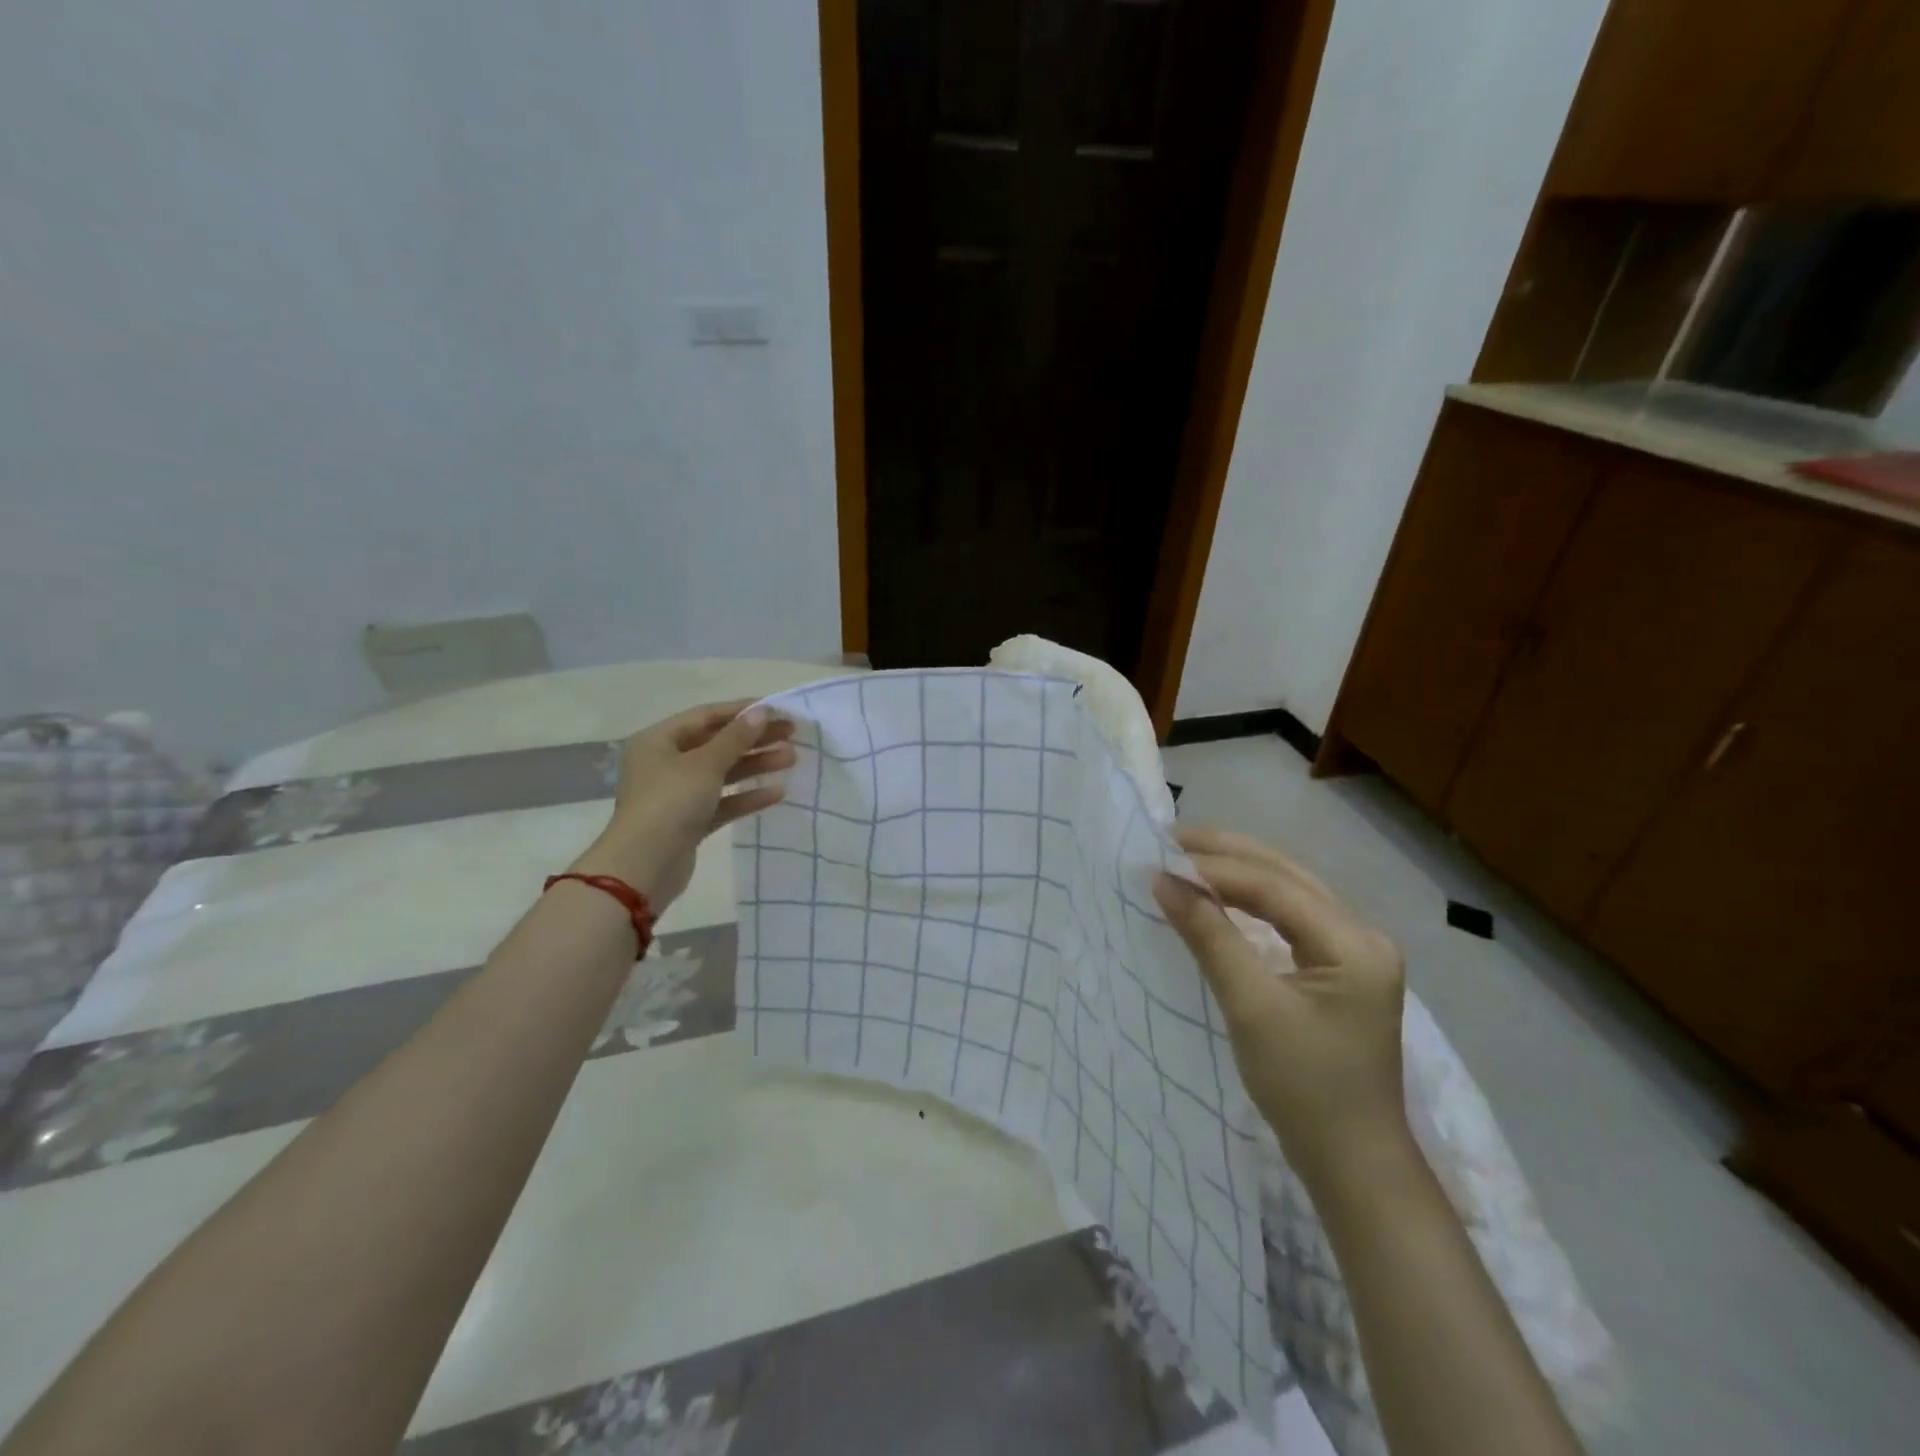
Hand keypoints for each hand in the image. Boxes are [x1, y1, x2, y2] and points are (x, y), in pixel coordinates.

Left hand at [573, 699, 796, 906]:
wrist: (644, 866)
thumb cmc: (670, 802)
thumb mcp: (705, 764)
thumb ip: (736, 738)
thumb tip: (762, 712)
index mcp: (658, 741)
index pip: (706, 716)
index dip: (742, 711)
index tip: (777, 710)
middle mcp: (664, 763)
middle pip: (716, 744)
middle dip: (754, 739)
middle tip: (791, 734)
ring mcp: (677, 794)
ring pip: (722, 773)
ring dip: (755, 765)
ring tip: (791, 759)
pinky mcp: (689, 822)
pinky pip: (722, 802)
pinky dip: (746, 796)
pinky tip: (777, 793)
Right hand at [1153, 825, 1409, 1188]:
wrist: (1353, 1164)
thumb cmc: (1305, 1088)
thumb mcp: (1251, 1008)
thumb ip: (1210, 937)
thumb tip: (1163, 881)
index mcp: (1355, 942)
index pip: (1274, 885)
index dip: (1214, 868)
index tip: (1159, 859)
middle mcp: (1362, 935)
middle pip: (1287, 875)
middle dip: (1227, 854)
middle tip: (1169, 840)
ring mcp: (1354, 952)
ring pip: (1289, 892)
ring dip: (1237, 872)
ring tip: (1186, 858)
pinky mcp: (1340, 969)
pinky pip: (1290, 918)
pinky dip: (1250, 901)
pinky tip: (1219, 896)